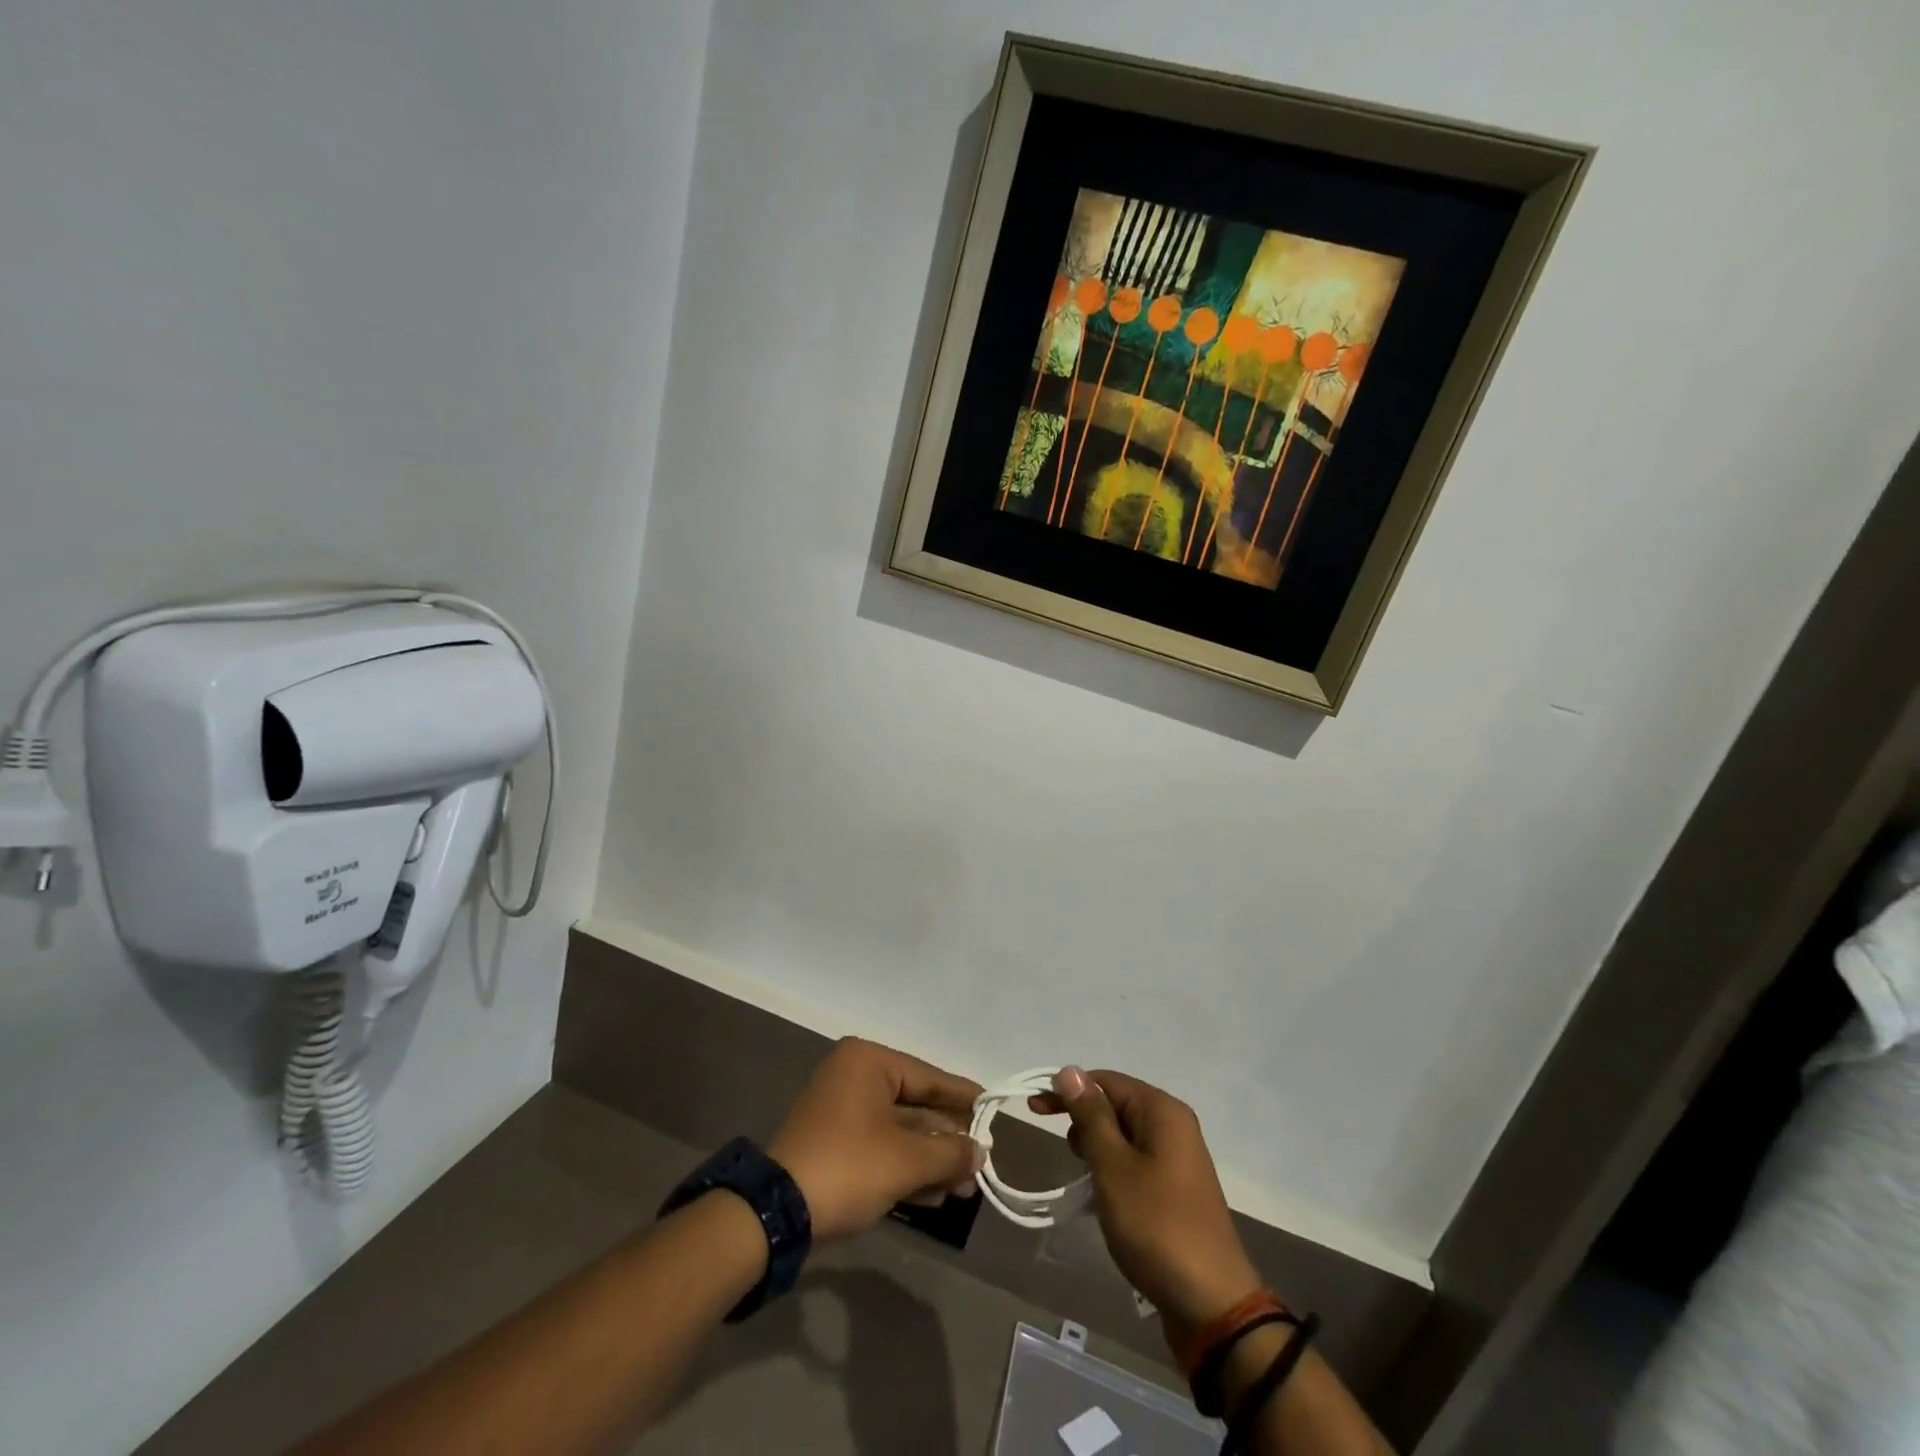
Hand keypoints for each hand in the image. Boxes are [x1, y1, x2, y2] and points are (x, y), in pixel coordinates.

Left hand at [768, 1038, 983, 1242]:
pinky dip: (906, 1169)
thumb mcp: (906, 1160)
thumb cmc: (848, 1167)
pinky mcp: (834, 1145)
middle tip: (980, 1163)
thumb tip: (980, 1152)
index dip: (963, 1097)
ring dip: (930, 1160)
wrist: (775, 1215)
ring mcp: (841, 1112)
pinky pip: (881, 1149)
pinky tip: (935, 1195)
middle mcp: (854, 1077)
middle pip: (915, 1106)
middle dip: (947, 1140)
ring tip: (965, 1188)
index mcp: (868, 1063)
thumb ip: (949, 1153)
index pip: (928, 1076)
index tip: (993, 1110)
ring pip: (899, 1132)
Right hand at [1033, 1068, 1262, 1344]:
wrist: (1212, 1304)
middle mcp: (1174, 1124)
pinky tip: (1104, 1193)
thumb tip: (1070, 1070)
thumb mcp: (1113, 1167)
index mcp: (1162, 1110)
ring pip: (1124, 1134)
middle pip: (1116, 1103)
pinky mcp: (1177, 1187)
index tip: (1035, 1109)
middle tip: (1067, 1154)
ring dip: (1098, 1147)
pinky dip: (1114, 1167)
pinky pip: (1136, 1160)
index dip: (1068, 1090)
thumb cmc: (1157, 1225)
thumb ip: (1090, 1116)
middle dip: (1084, 1120)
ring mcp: (1179, 1157)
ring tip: (1086, 1177)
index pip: (1105, 1080)